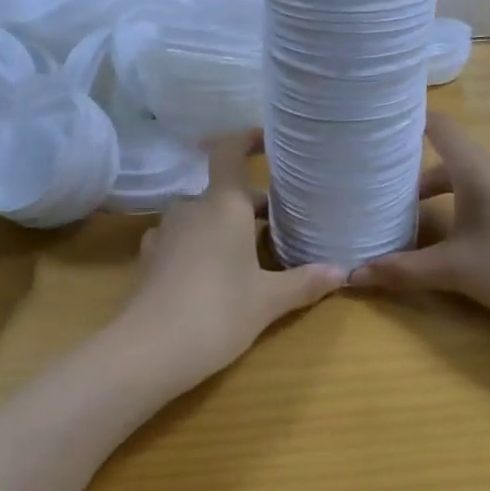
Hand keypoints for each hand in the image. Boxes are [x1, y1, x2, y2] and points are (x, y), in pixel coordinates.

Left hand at [118, 133, 345, 392]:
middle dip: (251, 204)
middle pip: (223, 192)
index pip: (230, 152)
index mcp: (222, 205)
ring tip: (249, 251)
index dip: (248, 139)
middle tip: (280, 223)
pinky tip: (211, 272)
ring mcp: (165, 232)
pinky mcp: (149, 258)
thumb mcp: (268, 300)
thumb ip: (304, 282)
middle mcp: (191, 208)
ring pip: (202, 216)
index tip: (268, 141)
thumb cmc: (217, 312)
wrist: (147, 351)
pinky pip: (181, 238)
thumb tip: (342, 272)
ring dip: (225, 225)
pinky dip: (200, 244)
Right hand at [349, 114, 489, 330]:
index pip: (440, 126)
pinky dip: (461, 205)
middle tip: (380, 185)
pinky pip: (485, 195)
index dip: (409, 121)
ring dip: (438, 192)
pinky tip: (452, 236)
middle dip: (413, 170)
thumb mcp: (454, 271)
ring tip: (408, 215)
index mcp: (477, 169)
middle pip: (449, 157)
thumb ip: (403, 270)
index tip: (378, 127)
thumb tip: (353, 275)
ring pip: (468, 179)